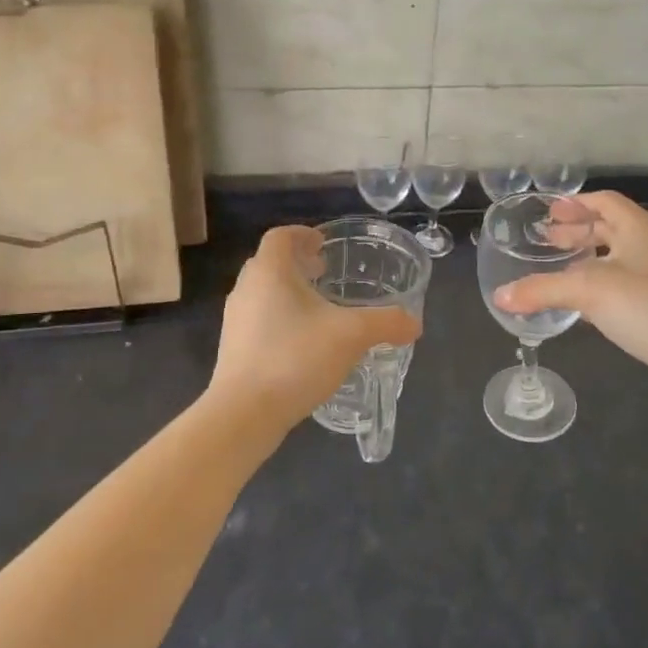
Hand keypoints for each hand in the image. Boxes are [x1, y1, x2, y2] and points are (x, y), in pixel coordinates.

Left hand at [208, 226, 420, 433]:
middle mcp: (246, 288)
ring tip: (317, 309)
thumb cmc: (295, 358)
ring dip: (288, 292)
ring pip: (262, 293)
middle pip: (270, 263)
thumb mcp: (352, 336)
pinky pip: (258, 320)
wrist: (244, 413)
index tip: (323, 245)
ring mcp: (235, 320)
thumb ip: (386, 323)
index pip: (281, 236)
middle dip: (297, 264)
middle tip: (324, 273)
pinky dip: (279, 318)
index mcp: (270, 272)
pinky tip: (302, 343)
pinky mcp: (233, 349)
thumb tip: (414, 323)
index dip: (303, 234)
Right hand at [494, 192, 647, 407]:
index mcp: (638, 226)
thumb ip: (542, 290)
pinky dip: (603, 283)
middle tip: (546, 240)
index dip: (575, 203)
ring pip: (619, 256)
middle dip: (578, 230)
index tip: (548, 212)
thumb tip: (499, 296)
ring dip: (589, 258)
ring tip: (560, 269)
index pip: (604, 201)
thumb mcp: (588, 291)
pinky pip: (628, 282)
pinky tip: (585, 303)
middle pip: (611, 226)